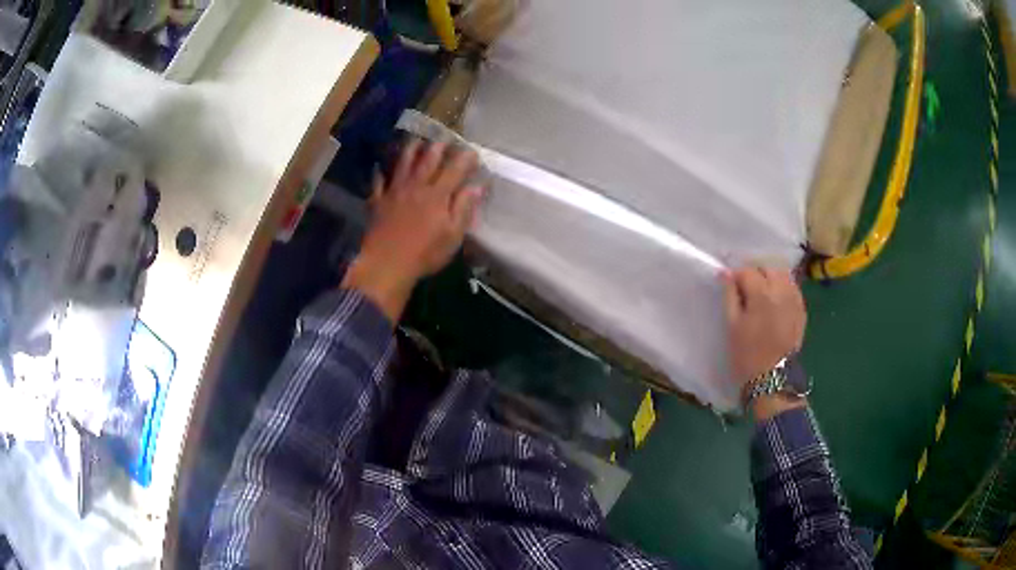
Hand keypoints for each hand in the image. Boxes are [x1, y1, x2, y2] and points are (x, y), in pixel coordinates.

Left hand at [342, 139, 483, 321]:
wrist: (386, 264)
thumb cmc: (424, 253)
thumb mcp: (452, 235)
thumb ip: (464, 208)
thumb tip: (477, 187)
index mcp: (437, 195)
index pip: (454, 170)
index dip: (465, 158)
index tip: (472, 152)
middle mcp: (416, 187)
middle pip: (428, 160)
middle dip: (438, 147)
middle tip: (444, 139)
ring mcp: (394, 192)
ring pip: (403, 164)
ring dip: (410, 150)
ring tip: (416, 141)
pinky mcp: (378, 202)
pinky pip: (378, 182)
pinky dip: (379, 173)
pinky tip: (379, 168)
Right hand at [722, 267, 805, 388]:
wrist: (771, 378)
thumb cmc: (746, 354)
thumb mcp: (732, 325)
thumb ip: (730, 295)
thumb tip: (725, 273)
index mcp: (762, 294)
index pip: (747, 271)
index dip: (736, 277)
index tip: (730, 288)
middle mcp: (781, 291)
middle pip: (767, 268)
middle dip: (755, 274)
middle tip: (746, 291)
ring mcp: (794, 300)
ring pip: (783, 275)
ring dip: (771, 278)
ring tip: (762, 294)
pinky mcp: (802, 310)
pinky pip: (793, 288)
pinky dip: (783, 288)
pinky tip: (776, 302)